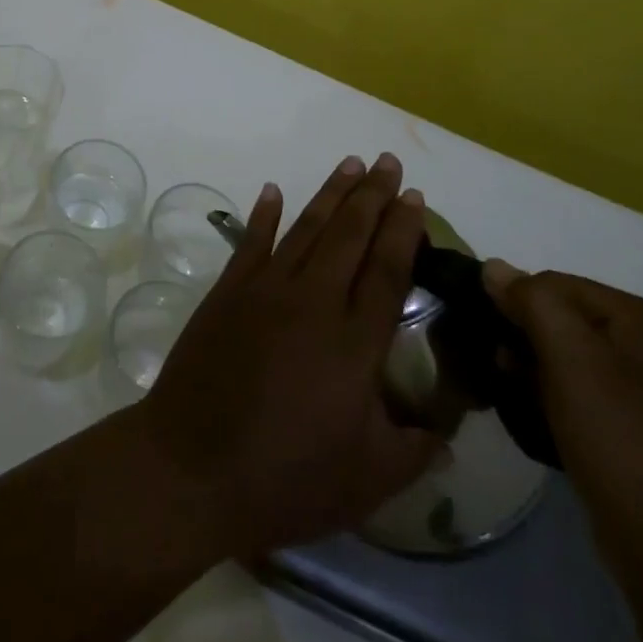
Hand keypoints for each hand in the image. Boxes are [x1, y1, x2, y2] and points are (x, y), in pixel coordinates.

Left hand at [134, 153, 442, 558]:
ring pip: (306, 228)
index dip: (403, 230)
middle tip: (388, 160)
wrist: (193, 465)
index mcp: (354, 342)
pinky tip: (272, 191)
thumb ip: (415, 450)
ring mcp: (265, 290)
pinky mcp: (228, 291)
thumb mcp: (368, 480)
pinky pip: (251, 241)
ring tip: (350, 164)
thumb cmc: (287, 478)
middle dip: (373, 195)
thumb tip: (449, 434)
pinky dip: (263, 214)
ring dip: (331, 194)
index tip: (415, 196)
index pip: (386, 270)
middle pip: (350, 235)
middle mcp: (313, 301)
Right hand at [480, 262, 642, 579]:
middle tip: (498, 369)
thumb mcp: (570, 357)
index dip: (515, 303)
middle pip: (567, 320)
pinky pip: (591, 397)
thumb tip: (494, 267)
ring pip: (576, 360)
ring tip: (514, 397)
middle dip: (525, 338)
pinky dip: (560, 401)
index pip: (556, 283)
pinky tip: (542, 423)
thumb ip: (531, 301)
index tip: (488, 336)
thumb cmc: (622, 442)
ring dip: (538, 371)